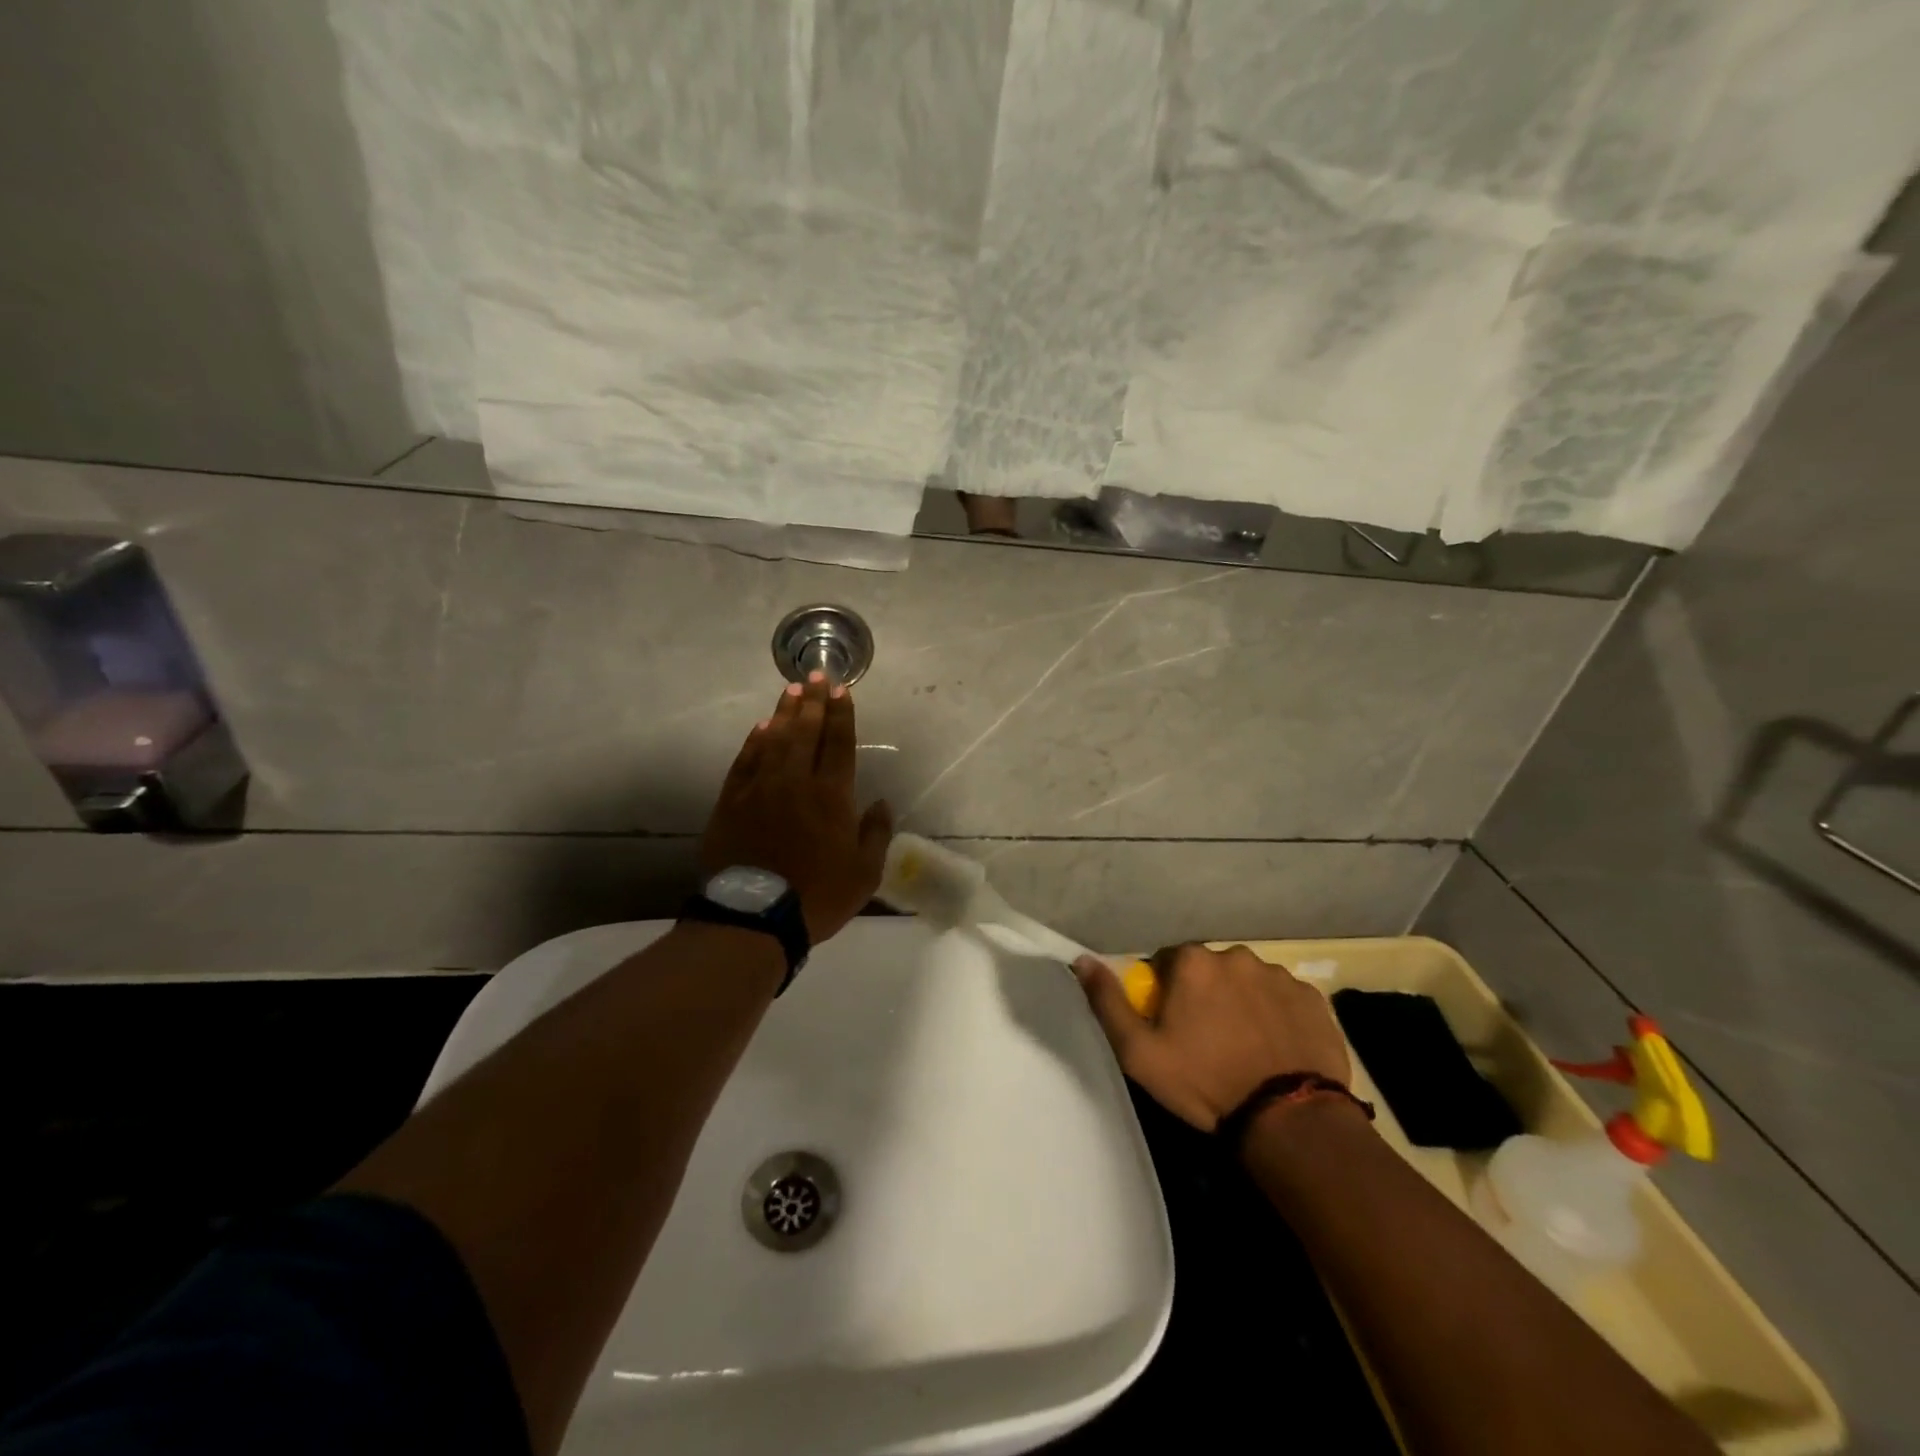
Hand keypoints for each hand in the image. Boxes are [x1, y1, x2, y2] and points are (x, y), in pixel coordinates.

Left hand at [701, 674, 893, 943]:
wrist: (755, 917)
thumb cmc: (818, 896)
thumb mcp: (864, 873)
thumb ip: (876, 833)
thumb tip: (881, 803)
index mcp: (832, 795)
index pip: (839, 744)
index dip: (842, 715)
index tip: (841, 690)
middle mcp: (796, 781)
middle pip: (806, 731)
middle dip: (813, 701)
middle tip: (815, 674)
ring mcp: (760, 788)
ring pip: (774, 739)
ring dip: (785, 712)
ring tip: (791, 689)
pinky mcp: (732, 801)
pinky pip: (745, 761)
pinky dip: (754, 741)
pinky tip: (761, 727)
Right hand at [1074, 943, 1350, 1130]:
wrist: (1289, 1120)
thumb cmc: (1205, 1082)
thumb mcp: (1140, 1052)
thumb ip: (1108, 1002)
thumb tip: (1082, 960)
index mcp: (1193, 962)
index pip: (1166, 963)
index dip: (1165, 994)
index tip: (1172, 1026)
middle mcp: (1236, 956)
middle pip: (1209, 970)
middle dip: (1205, 995)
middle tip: (1208, 1039)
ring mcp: (1279, 975)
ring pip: (1247, 982)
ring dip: (1241, 1003)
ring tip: (1246, 1046)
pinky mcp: (1313, 999)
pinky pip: (1284, 999)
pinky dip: (1276, 1016)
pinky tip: (1276, 1048)